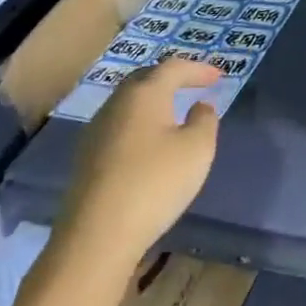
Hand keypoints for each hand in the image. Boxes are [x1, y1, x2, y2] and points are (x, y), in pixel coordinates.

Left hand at [57, 58, 219, 259]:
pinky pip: (119, 126)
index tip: (219, 76)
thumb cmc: (155, 183)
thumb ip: (204, 120)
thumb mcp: (197, 149)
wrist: (96, 237)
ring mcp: (96, 131)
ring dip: (152, 101)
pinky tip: (148, 143)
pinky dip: (139, 123)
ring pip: (128, 103)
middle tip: (192, 84)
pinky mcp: (86, 159)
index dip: (198, 69)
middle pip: (145, 79)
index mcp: (144, 94)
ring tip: (172, 111)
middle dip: (170, 78)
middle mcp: (116, 104)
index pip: (174, 68)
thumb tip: (199, 107)